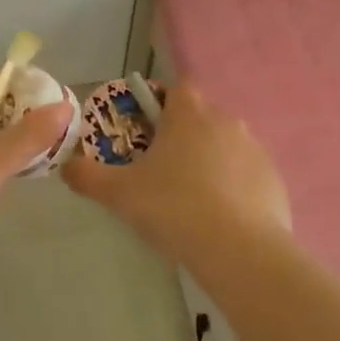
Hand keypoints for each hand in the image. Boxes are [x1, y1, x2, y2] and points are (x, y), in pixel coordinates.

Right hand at [62, 82, 290, 255]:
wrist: (240, 251)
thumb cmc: (174, 208)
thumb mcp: (119, 193)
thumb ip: (87, 175)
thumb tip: (66, 165)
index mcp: (189, 114)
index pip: (176, 89)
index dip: (159, 103)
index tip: (144, 130)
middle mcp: (226, 121)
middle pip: (200, 117)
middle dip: (181, 136)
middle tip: (160, 170)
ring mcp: (255, 150)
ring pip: (224, 146)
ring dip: (208, 161)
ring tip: (189, 199)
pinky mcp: (273, 179)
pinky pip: (246, 175)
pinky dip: (233, 188)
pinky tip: (219, 219)